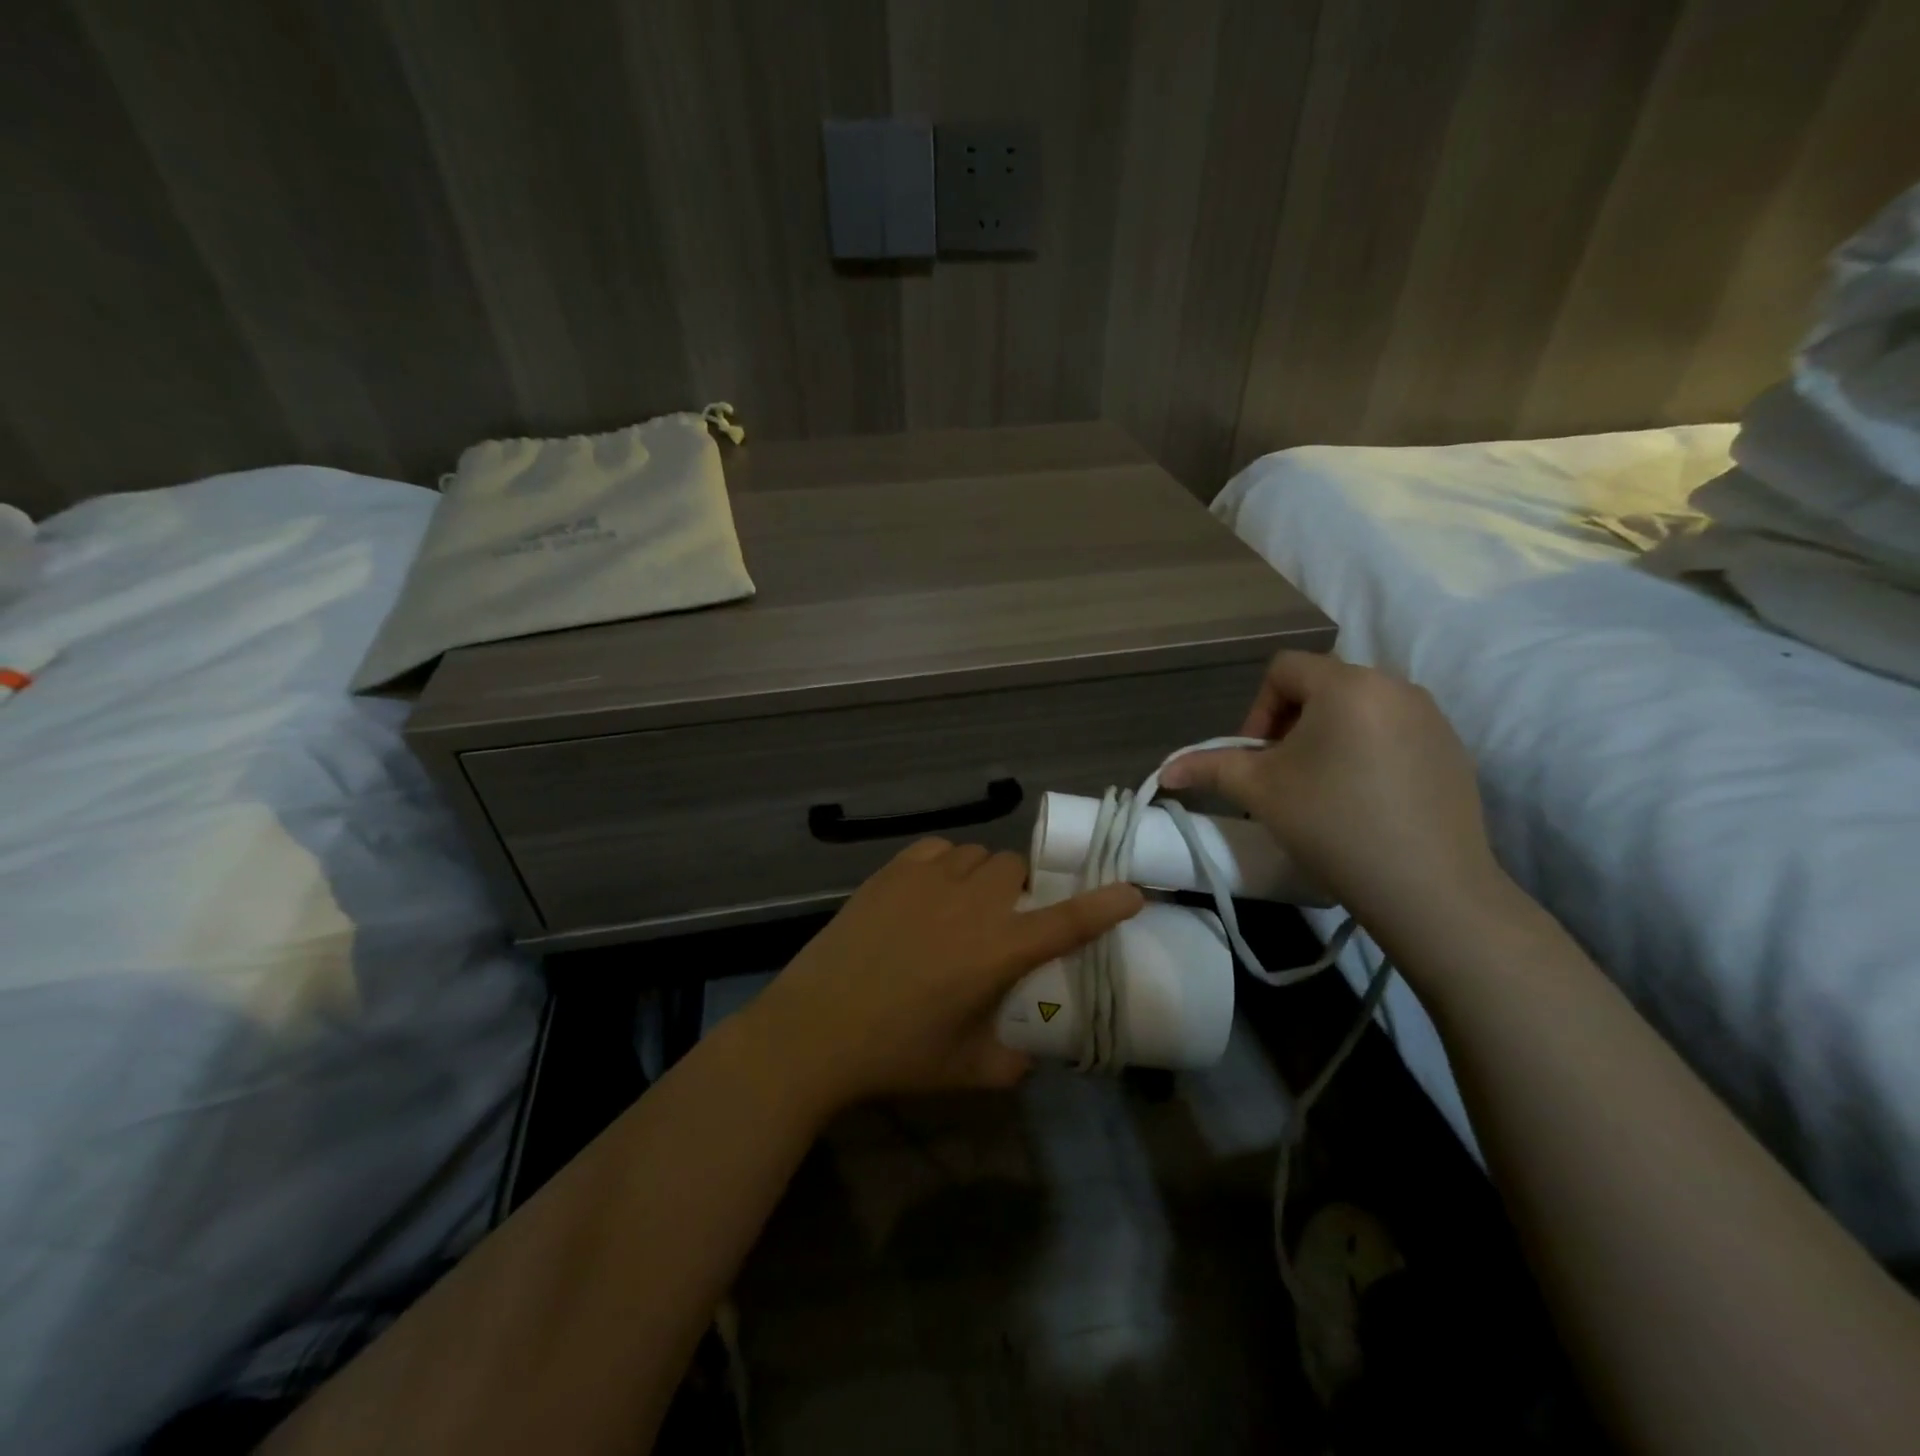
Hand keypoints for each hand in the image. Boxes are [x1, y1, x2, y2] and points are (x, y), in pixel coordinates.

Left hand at [745, 839, 1142, 1111]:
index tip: (1132, 889)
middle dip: (1023, 890)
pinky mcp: (892, 872)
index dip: (1105, 904)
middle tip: (1007, 921)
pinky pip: (938, 848)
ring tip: (966, 905)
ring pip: (977, 854)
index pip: (1067, 920)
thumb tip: (1033, 1056)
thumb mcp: (966, 1070)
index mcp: (997, 950)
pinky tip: (933, 889)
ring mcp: (928, 881)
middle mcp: (971, 904)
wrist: (815, 1028)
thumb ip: (1013, 1064)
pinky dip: (947, 862)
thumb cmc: (896, 1053)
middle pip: (1017, 869)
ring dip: (985, 875)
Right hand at [1159, 652, 1505, 930]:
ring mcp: (1431, 717)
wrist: (1428, 889)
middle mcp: (1395, 686)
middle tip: (1282, 776)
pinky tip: (1364, 800)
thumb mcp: (1259, 791)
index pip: (1283, 669)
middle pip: (1322, 686)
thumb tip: (1165, 770)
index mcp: (1347, 684)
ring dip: (1328, 737)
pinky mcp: (1453, 749)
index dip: (1257, 710)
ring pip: (1359, 709)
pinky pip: (1394, 732)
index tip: (1256, 758)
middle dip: (1291, 725)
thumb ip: (1210, 767)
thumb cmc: (1332, 825)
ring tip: (1321, 788)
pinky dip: (1367, 752)